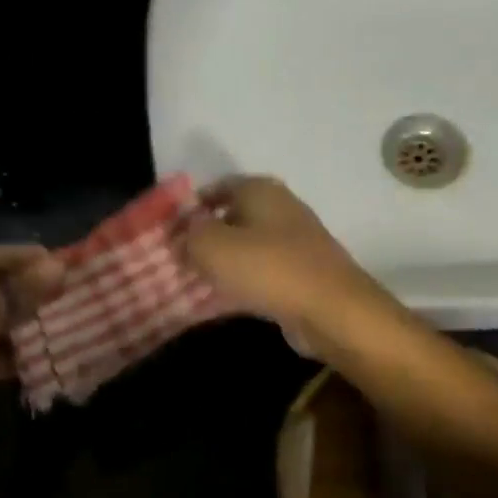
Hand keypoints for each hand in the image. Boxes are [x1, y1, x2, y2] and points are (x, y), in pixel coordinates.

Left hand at [0, 244, 65, 441]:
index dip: (17, 256)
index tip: (55, 259)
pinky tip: (55, 351)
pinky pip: (5, 356)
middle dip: (31, 290)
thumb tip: (58, 267)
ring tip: (71, 317)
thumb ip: (14, 293)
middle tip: (71, 288)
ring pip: (4, 324)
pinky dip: (27, 355)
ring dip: (33, 323)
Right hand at [180, 176, 391, 355]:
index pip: (216, 188)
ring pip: (245, 247)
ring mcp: (294, 242)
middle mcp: (280, 208)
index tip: (167, 232)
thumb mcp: (211, 246)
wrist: (331, 309)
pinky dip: (239, 282)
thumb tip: (180, 234)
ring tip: (192, 282)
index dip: (189, 208)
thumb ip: (188, 235)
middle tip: (176, 260)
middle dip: (202, 238)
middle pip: (231, 218)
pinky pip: (260, 272)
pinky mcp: (301, 274)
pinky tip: (221, 300)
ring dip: (219, 263)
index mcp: (260, 190)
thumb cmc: (268, 268)